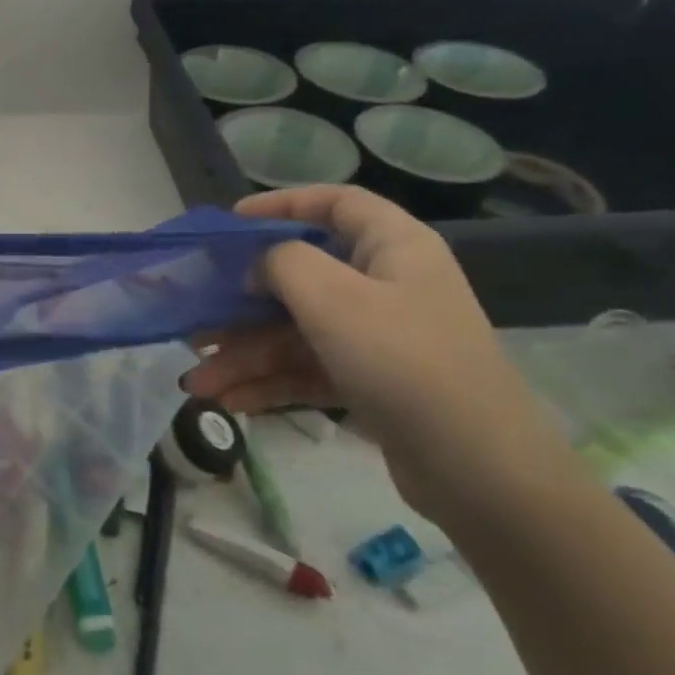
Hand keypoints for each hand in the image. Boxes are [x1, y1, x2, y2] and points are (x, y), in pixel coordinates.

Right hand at [183, 185, 558, 518]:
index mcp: (392, 248)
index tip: (231, 222)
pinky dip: (269, 384)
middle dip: (241, 307)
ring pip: (295, 333)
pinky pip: (307, 370)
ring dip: (245, 356)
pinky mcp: (370, 382)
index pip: (335, 204)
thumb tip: (257, 267)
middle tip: (194, 323)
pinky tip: (229, 403)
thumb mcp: (334, 299)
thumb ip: (283, 264)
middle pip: (300, 279)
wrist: (480, 470)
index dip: (282, 204)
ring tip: (197, 384)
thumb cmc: (404, 361)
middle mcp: (385, 285)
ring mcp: (378, 337)